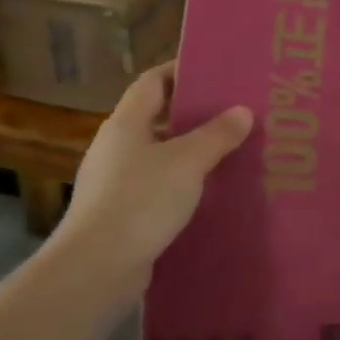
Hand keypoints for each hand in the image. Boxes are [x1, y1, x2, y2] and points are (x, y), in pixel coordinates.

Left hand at [50, 63, 252, 300]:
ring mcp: (113, 183)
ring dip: (189, 153)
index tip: (213, 71)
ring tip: (228, 153)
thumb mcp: (188, 162)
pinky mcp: (119, 215)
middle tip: (232, 114)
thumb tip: (243, 110)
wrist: (96, 268)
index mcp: (126, 123)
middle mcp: (115, 147)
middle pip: (156, 118)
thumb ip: (217, 135)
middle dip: (192, 115)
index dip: (180, 71)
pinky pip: (156, 188)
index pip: (152, 82)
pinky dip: (181, 186)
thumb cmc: (141, 200)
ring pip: (158, 156)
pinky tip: (208, 196)